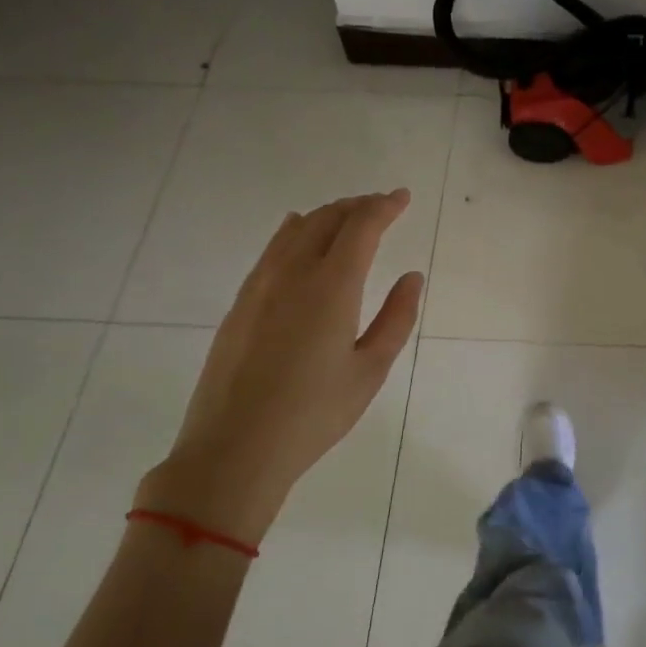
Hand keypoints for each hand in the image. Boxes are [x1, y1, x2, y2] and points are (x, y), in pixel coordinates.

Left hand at [136, 190, 423, 544]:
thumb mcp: (370, 370)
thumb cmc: (314, 414)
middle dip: (358, 205)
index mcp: (332, 286)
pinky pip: (272, 249)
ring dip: (326, 215)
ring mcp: (260, 286)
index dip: (385, 206)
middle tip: (381, 205)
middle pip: (327, 219)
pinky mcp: (240, 304)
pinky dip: (294, 231)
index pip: (361, 226)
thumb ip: (396, 318)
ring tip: (347, 216)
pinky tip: (297, 232)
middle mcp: (293, 273)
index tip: (402, 197)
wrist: (234, 449)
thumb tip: (411, 277)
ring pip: (295, 230)